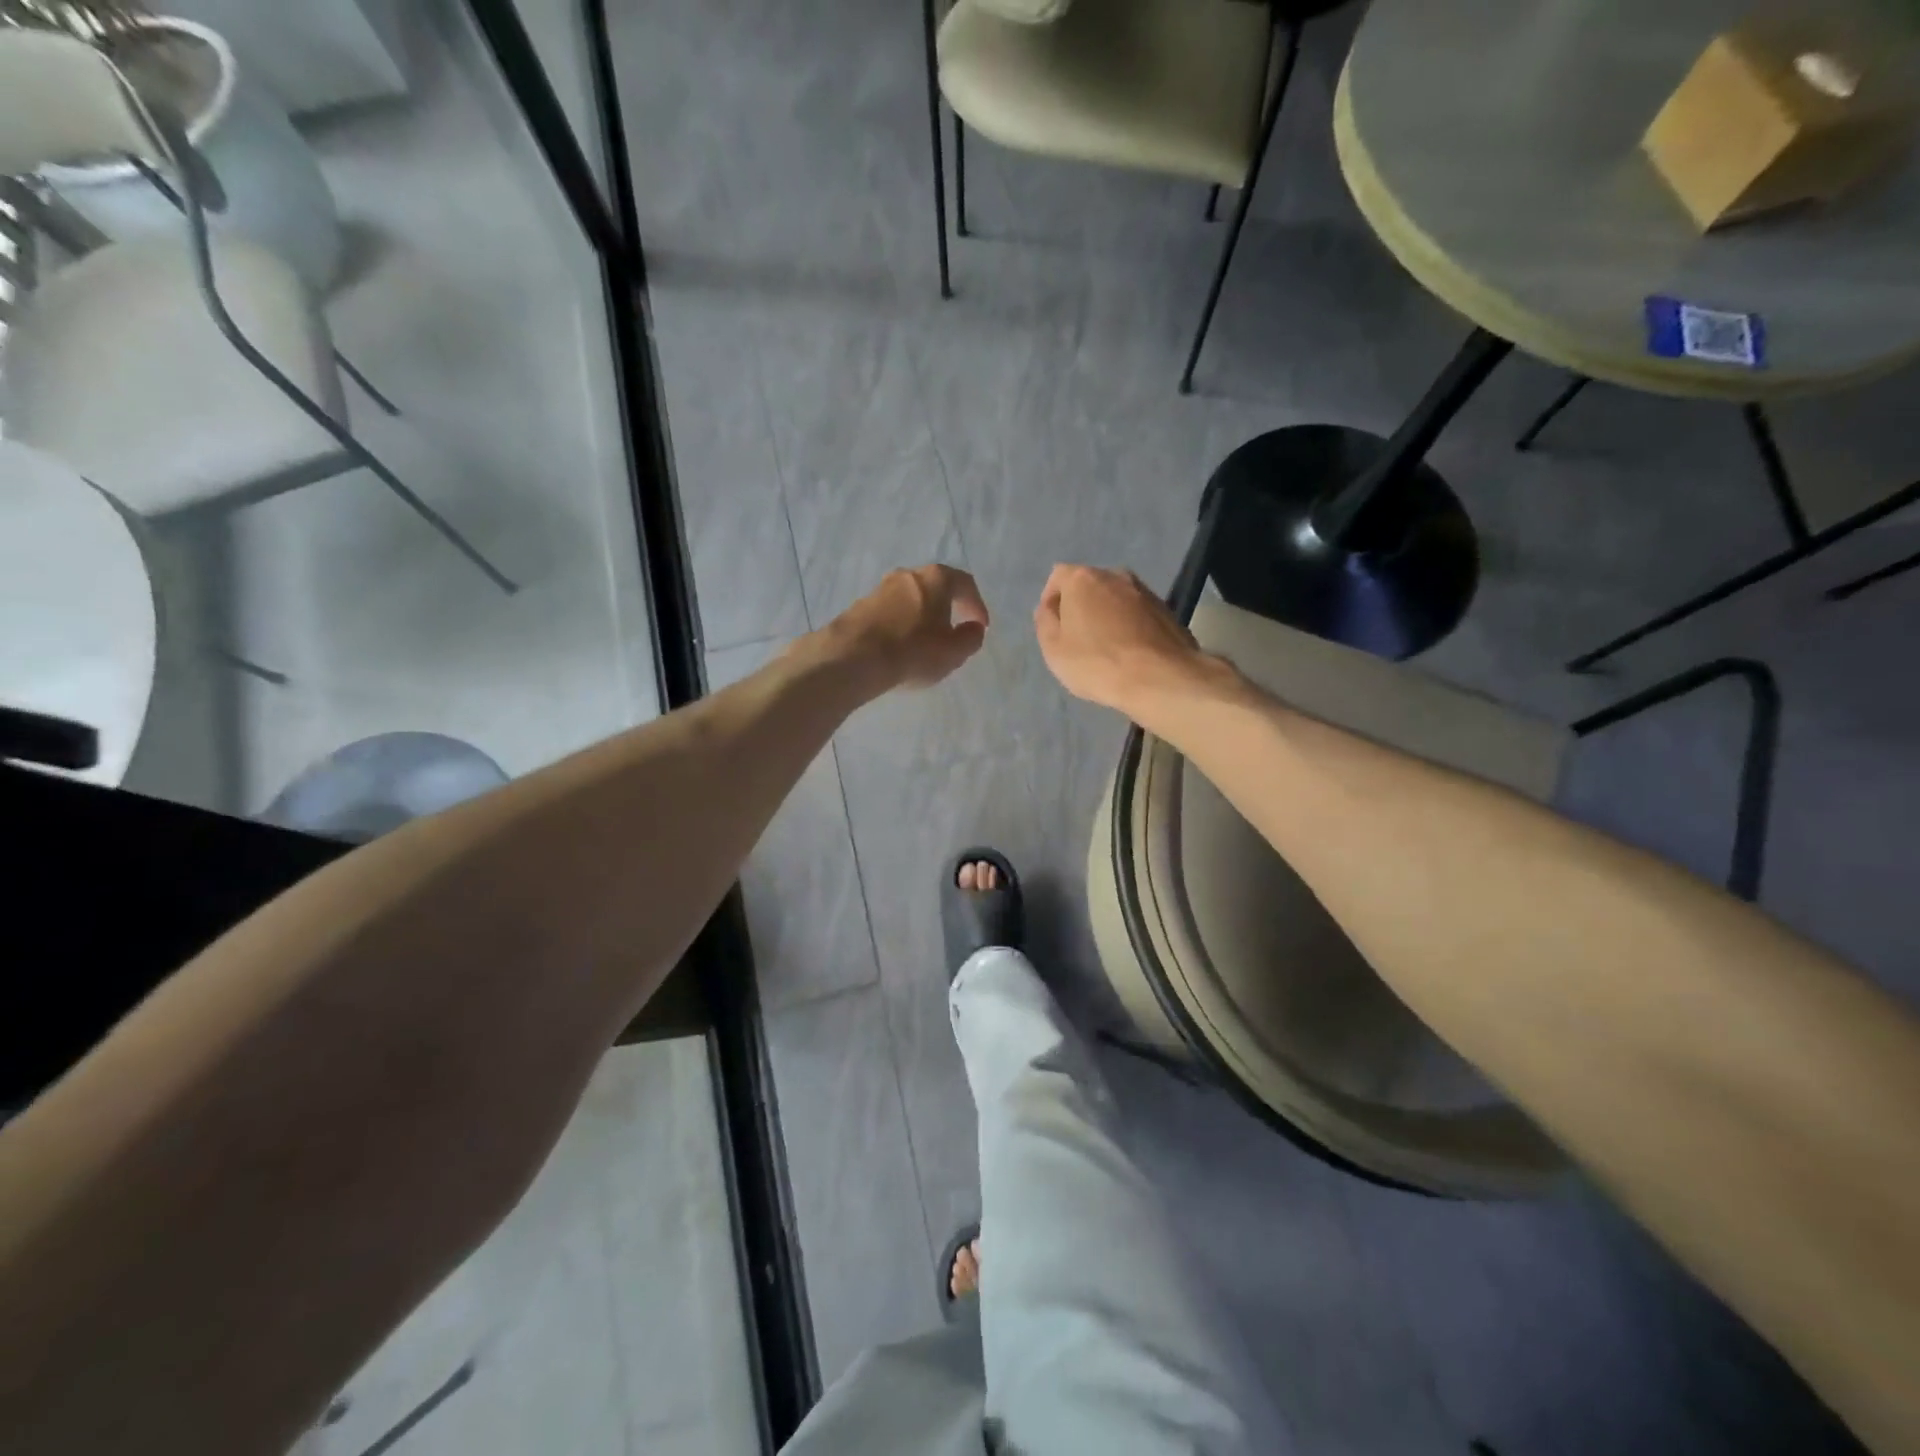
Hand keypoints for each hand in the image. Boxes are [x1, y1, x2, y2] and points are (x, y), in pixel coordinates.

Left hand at [828, 564, 989, 690]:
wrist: (854, 657)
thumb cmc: (913, 651)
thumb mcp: (954, 652)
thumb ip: (971, 638)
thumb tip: (973, 628)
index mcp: (936, 578)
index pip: (965, 584)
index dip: (977, 606)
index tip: (980, 626)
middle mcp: (908, 574)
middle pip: (936, 587)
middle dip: (948, 607)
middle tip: (954, 630)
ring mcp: (880, 588)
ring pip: (911, 599)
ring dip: (922, 616)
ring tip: (926, 642)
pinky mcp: (860, 605)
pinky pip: (891, 612)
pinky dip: (901, 624)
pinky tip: (901, 646)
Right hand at [1034, 564, 1217, 721]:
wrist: (1160, 678)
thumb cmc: (1097, 663)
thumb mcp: (1054, 649)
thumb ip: (1045, 622)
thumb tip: (1049, 608)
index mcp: (1083, 579)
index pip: (1058, 576)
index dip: (1051, 601)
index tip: (1053, 628)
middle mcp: (1115, 575)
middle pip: (1089, 586)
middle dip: (1080, 607)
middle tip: (1077, 639)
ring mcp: (1145, 591)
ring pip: (1115, 599)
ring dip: (1106, 616)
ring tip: (1106, 649)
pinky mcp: (1167, 610)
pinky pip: (1137, 614)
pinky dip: (1129, 627)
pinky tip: (1130, 653)